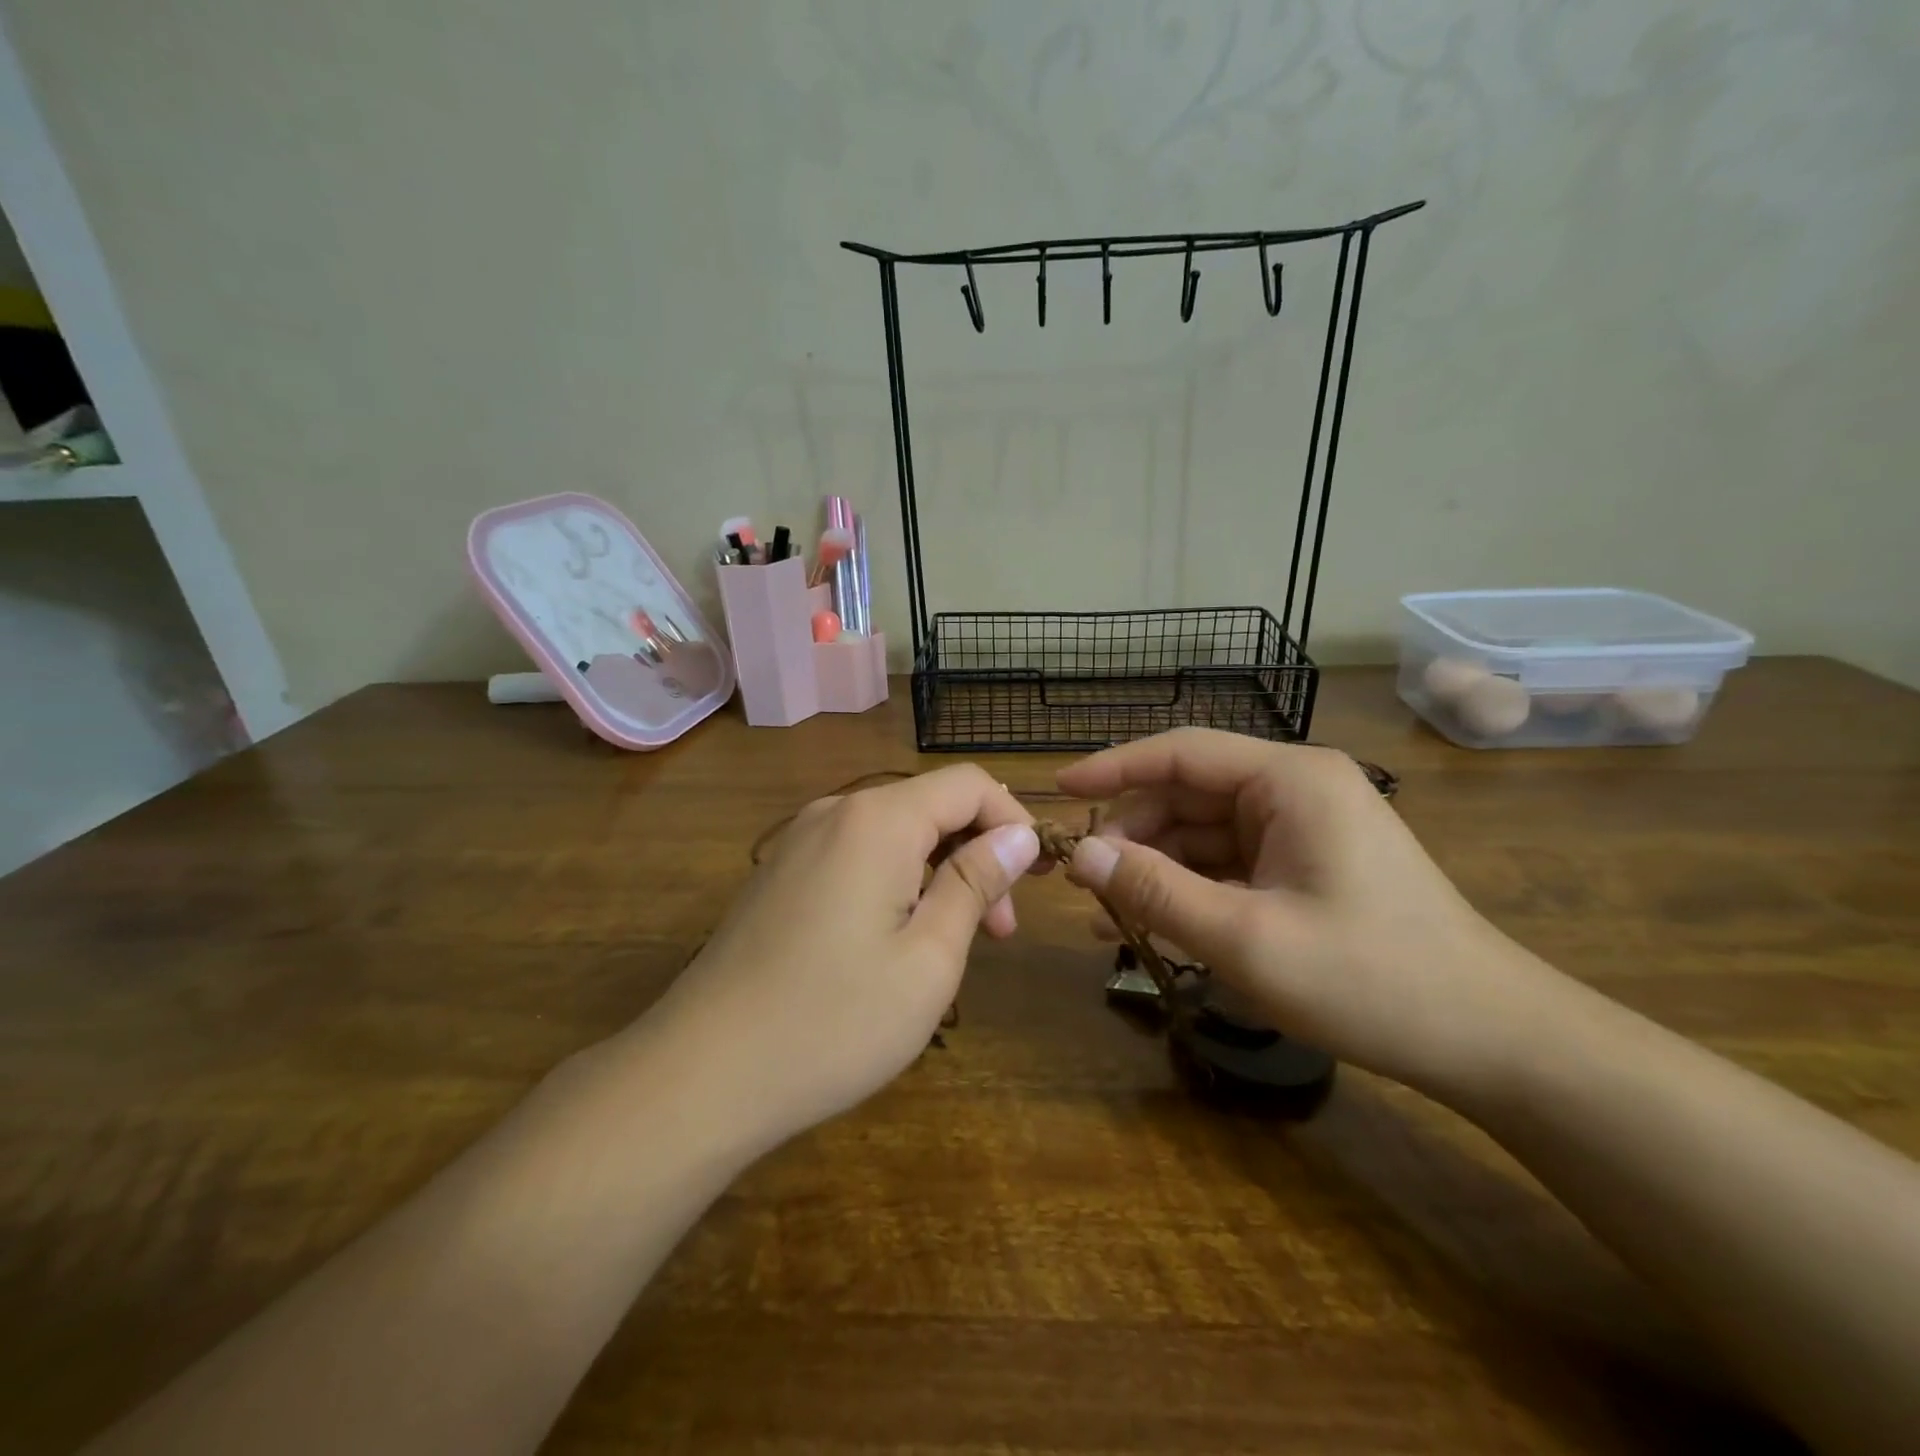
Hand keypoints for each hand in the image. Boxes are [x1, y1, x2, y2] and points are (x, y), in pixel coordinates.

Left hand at [639, 766, 1041, 1151]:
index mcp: (878, 820)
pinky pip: (856, 856)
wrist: (701, 1073)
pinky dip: (895, 882)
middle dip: (977, 854)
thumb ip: (975, 882)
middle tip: (1000, 931)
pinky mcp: (779, 875)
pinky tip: (894, 942)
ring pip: (894, 834)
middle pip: (930, 805)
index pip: (969, 784)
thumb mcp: (930, 957)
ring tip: (951, 945)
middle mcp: (836, 813)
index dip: (1014, 820)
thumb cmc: (834, 1020)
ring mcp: (799, 842)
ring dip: (937, 873)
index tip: (1035, 880)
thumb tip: (1018, 833)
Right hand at [1057, 728, 1543, 1100]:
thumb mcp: (1246, 938)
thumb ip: (1155, 890)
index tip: (1058, 790)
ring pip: (1204, 832)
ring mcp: (1303, 828)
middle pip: (1188, 794)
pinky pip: (1229, 863)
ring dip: (1157, 868)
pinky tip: (1153, 925)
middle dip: (1133, 834)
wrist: (1491, 1040)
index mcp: (1290, 780)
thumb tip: (1078, 854)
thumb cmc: (1371, 980)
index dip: (1113, 767)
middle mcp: (1295, 789)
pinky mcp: (1306, 865)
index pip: (1181, 752)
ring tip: (1108, 914)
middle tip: (1083, 881)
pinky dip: (1190, 888)